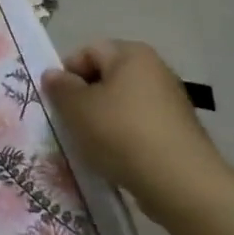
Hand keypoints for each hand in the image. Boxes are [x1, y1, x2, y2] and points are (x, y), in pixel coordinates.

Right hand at [42, 40, 231, 223]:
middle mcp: (155, 69)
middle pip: (106, 76)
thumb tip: (53, 74)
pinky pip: (140, 125)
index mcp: (131, 54)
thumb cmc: (122, 133)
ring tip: (92, 145)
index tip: (57, 103)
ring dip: (103, 120)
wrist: (180, 183)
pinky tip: (117, 158)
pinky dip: (125, 137)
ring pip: (123, 103)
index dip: (67, 74)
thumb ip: (60, 87)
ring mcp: (171, 101)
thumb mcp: (77, 108)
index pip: (88, 51)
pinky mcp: (179, 131)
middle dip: (85, 98)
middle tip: (71, 124)